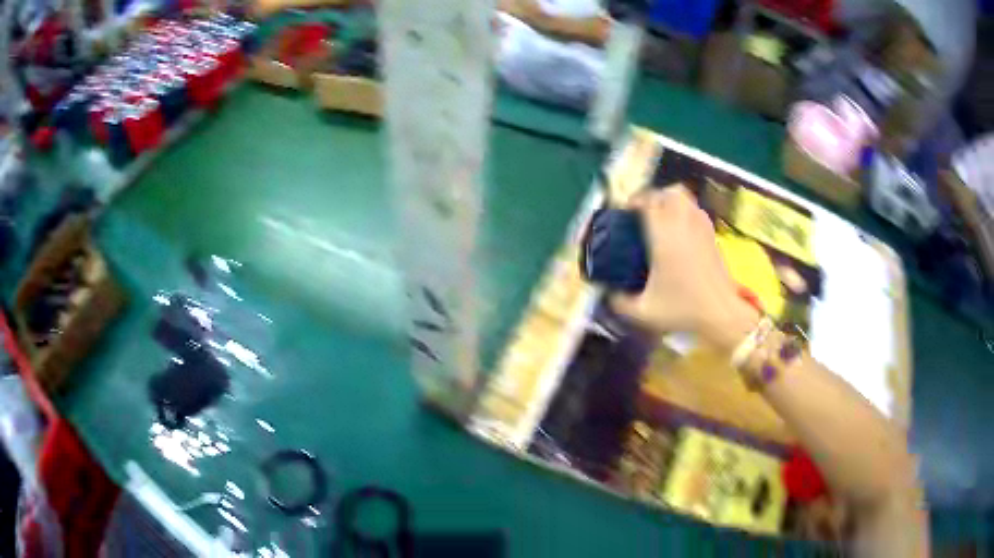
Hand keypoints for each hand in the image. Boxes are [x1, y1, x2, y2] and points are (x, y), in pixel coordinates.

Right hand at [610, 186, 759, 350]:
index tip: (627, 210)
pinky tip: (680, 231)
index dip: (636, 201)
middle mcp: (683, 225)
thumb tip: (609, 296)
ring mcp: (701, 228)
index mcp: (663, 236)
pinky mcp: (713, 236)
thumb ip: (621, 303)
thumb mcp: (644, 312)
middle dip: (655, 196)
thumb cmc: (683, 309)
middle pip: (670, 192)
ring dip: (671, 201)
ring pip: (686, 198)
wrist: (721, 313)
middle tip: (644, 211)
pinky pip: (697, 211)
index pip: (649, 201)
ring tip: (662, 217)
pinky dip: (686, 212)